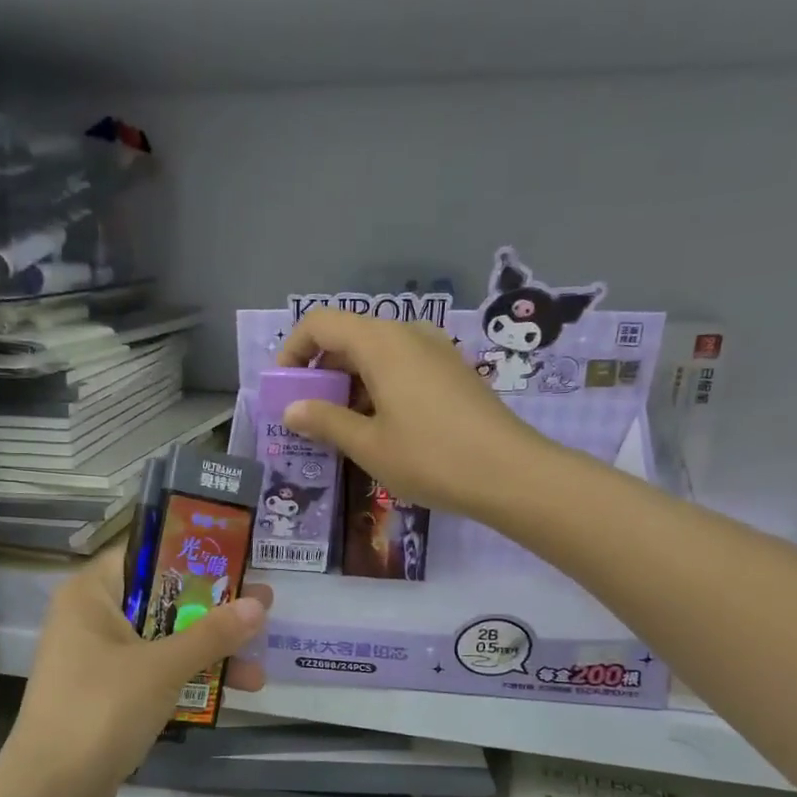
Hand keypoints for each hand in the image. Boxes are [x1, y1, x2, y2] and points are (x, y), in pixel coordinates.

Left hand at [3, 548, 271, 796]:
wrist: (50, 794)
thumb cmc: (101, 709)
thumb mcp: (163, 667)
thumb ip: (212, 634)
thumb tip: (259, 604)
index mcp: (91, 594)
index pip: (146, 555)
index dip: (193, 556)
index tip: (237, 561)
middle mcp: (91, 619)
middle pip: (162, 600)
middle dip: (212, 612)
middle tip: (261, 610)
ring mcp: (98, 660)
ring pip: (163, 641)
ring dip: (208, 652)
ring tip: (258, 668)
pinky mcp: (107, 696)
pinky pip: (155, 674)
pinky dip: (188, 680)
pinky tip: (231, 692)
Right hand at [276, 311, 541, 518]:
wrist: (512, 474)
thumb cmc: (431, 458)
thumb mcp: (367, 445)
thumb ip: (324, 421)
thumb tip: (291, 409)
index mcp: (381, 342)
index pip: (320, 323)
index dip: (292, 350)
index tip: (284, 389)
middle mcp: (408, 334)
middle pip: (348, 337)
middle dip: (320, 372)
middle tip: (309, 417)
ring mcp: (435, 350)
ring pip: (376, 353)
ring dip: (349, 383)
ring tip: (343, 429)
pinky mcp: (452, 370)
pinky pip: (402, 365)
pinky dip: (378, 386)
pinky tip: (381, 427)